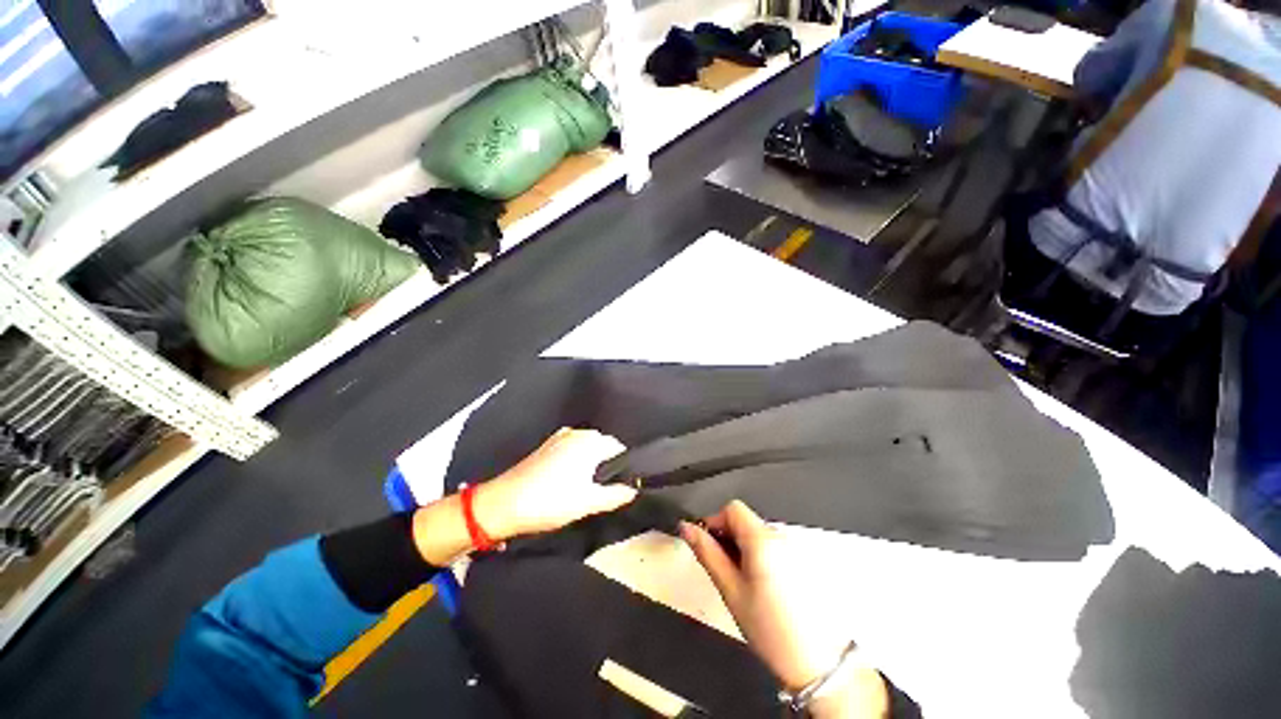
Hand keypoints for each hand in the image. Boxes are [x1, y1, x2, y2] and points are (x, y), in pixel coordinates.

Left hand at [475, 428, 636, 540]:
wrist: (503, 504)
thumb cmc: (550, 501)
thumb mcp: (588, 502)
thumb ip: (616, 495)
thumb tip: (633, 490)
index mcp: (590, 441)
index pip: (619, 449)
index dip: (624, 467)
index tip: (622, 486)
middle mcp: (577, 433)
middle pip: (603, 447)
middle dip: (607, 465)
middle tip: (604, 490)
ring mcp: (559, 437)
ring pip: (586, 449)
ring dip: (590, 464)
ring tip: (586, 488)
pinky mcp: (546, 446)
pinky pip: (571, 450)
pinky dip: (576, 462)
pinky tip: (569, 481)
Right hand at [681, 501, 888, 717]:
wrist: (820, 664)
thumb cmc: (769, 629)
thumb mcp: (731, 591)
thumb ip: (707, 554)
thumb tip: (686, 528)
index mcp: (762, 539)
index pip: (732, 508)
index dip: (715, 522)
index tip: (707, 546)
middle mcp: (781, 536)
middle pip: (746, 520)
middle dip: (729, 538)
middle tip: (724, 570)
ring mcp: (796, 548)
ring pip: (759, 534)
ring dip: (744, 548)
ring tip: (744, 583)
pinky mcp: (804, 562)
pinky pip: (775, 547)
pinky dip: (762, 557)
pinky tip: (764, 588)